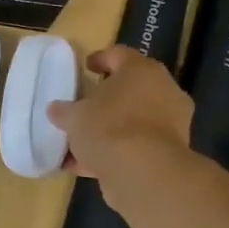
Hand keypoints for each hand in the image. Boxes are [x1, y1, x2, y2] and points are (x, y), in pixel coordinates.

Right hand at [47, 46, 192, 183]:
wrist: (144, 172)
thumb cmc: (108, 128)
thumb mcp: (74, 116)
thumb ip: (64, 110)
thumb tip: (56, 109)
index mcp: (141, 70)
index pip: (119, 55)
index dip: (100, 59)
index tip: (86, 67)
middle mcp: (163, 90)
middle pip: (132, 88)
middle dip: (108, 98)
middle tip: (87, 104)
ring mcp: (172, 122)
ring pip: (135, 120)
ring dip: (112, 128)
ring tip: (84, 141)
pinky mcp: (171, 152)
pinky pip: (138, 145)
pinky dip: (117, 152)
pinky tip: (88, 166)